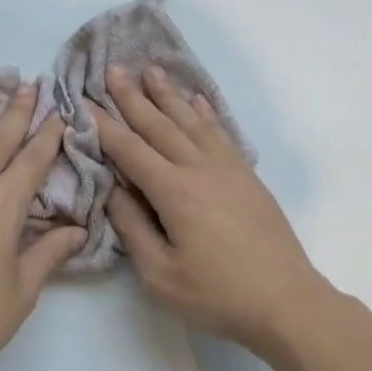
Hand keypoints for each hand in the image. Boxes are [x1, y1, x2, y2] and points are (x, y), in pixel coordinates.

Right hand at [96, 65, 334, 361]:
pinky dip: (206, 114)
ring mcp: (228, 169)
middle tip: (113, 69)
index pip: (131, 150)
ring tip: (152, 70)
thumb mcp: (159, 275)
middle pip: (160, 126)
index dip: (106, 126)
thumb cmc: (217, 294)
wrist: (286, 301)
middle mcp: (200, 169)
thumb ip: (132, 228)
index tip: (85, 102)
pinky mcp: (247, 176)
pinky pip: (221, 134)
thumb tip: (114, 190)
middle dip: (133, 97)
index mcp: (174, 192)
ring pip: (191, 122)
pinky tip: (198, 101)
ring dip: (169, 96)